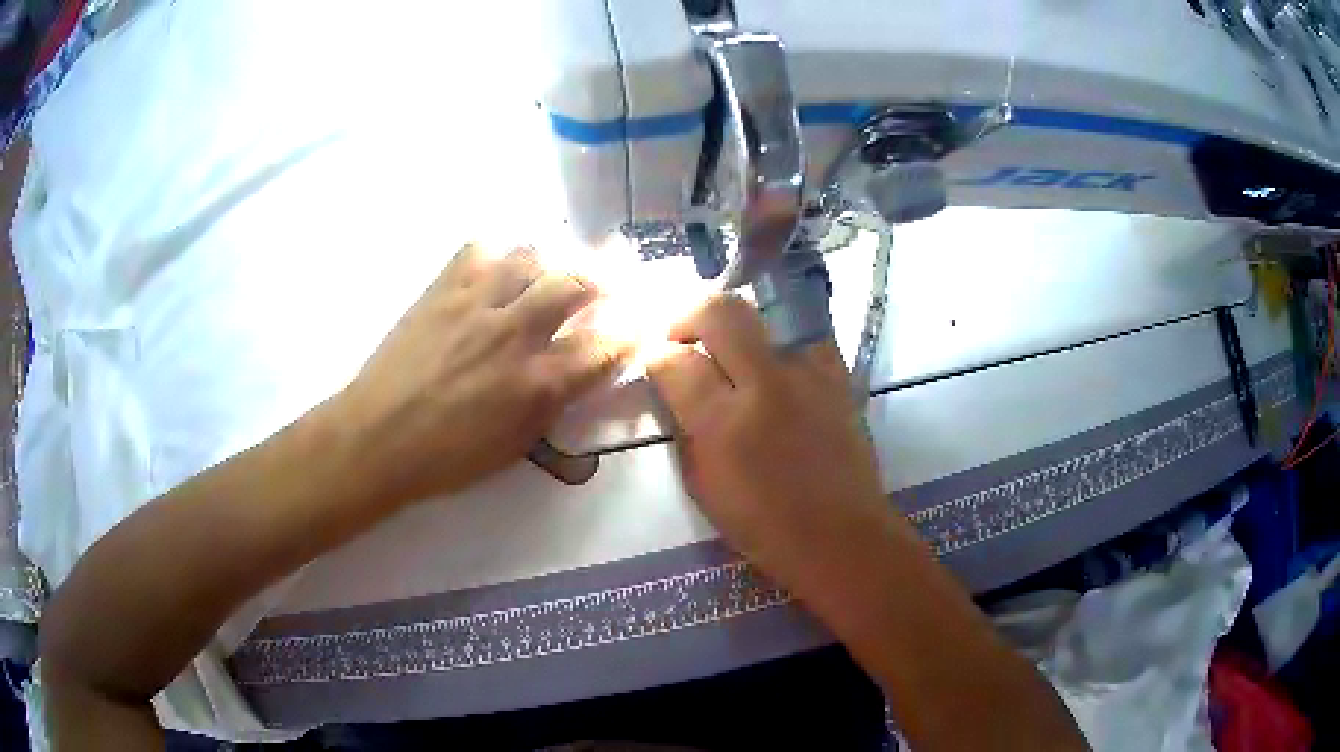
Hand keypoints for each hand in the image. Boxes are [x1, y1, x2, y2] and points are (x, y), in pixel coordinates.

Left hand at [341, 244, 630, 506]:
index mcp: (537, 384)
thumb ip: (553, 404)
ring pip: (533, 255)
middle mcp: (514, 334)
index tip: (640, 319)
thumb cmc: (446, 458)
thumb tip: (576, 371)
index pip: (605, 344)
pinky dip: (501, 253)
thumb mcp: (515, 446)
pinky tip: (501, 268)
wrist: (377, 438)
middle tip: (607, 278)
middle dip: (603, 276)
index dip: (632, 327)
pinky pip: (482, 249)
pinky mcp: (442, 289)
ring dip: (554, 259)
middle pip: (577, 282)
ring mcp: (476, 303)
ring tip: (554, 270)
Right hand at [647, 294, 894, 595]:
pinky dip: (779, 341)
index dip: (658, 356)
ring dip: (736, 326)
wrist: (840, 535)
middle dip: (690, 315)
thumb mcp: (702, 486)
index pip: (676, 360)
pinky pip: (802, 335)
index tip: (657, 362)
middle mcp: (766, 383)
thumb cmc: (764, 526)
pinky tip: (774, 366)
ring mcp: (808, 373)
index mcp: (723, 422)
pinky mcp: (838, 375)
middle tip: (683, 336)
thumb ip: (684, 428)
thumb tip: (673, 387)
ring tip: (729, 350)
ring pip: (764, 314)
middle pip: (721, 311)